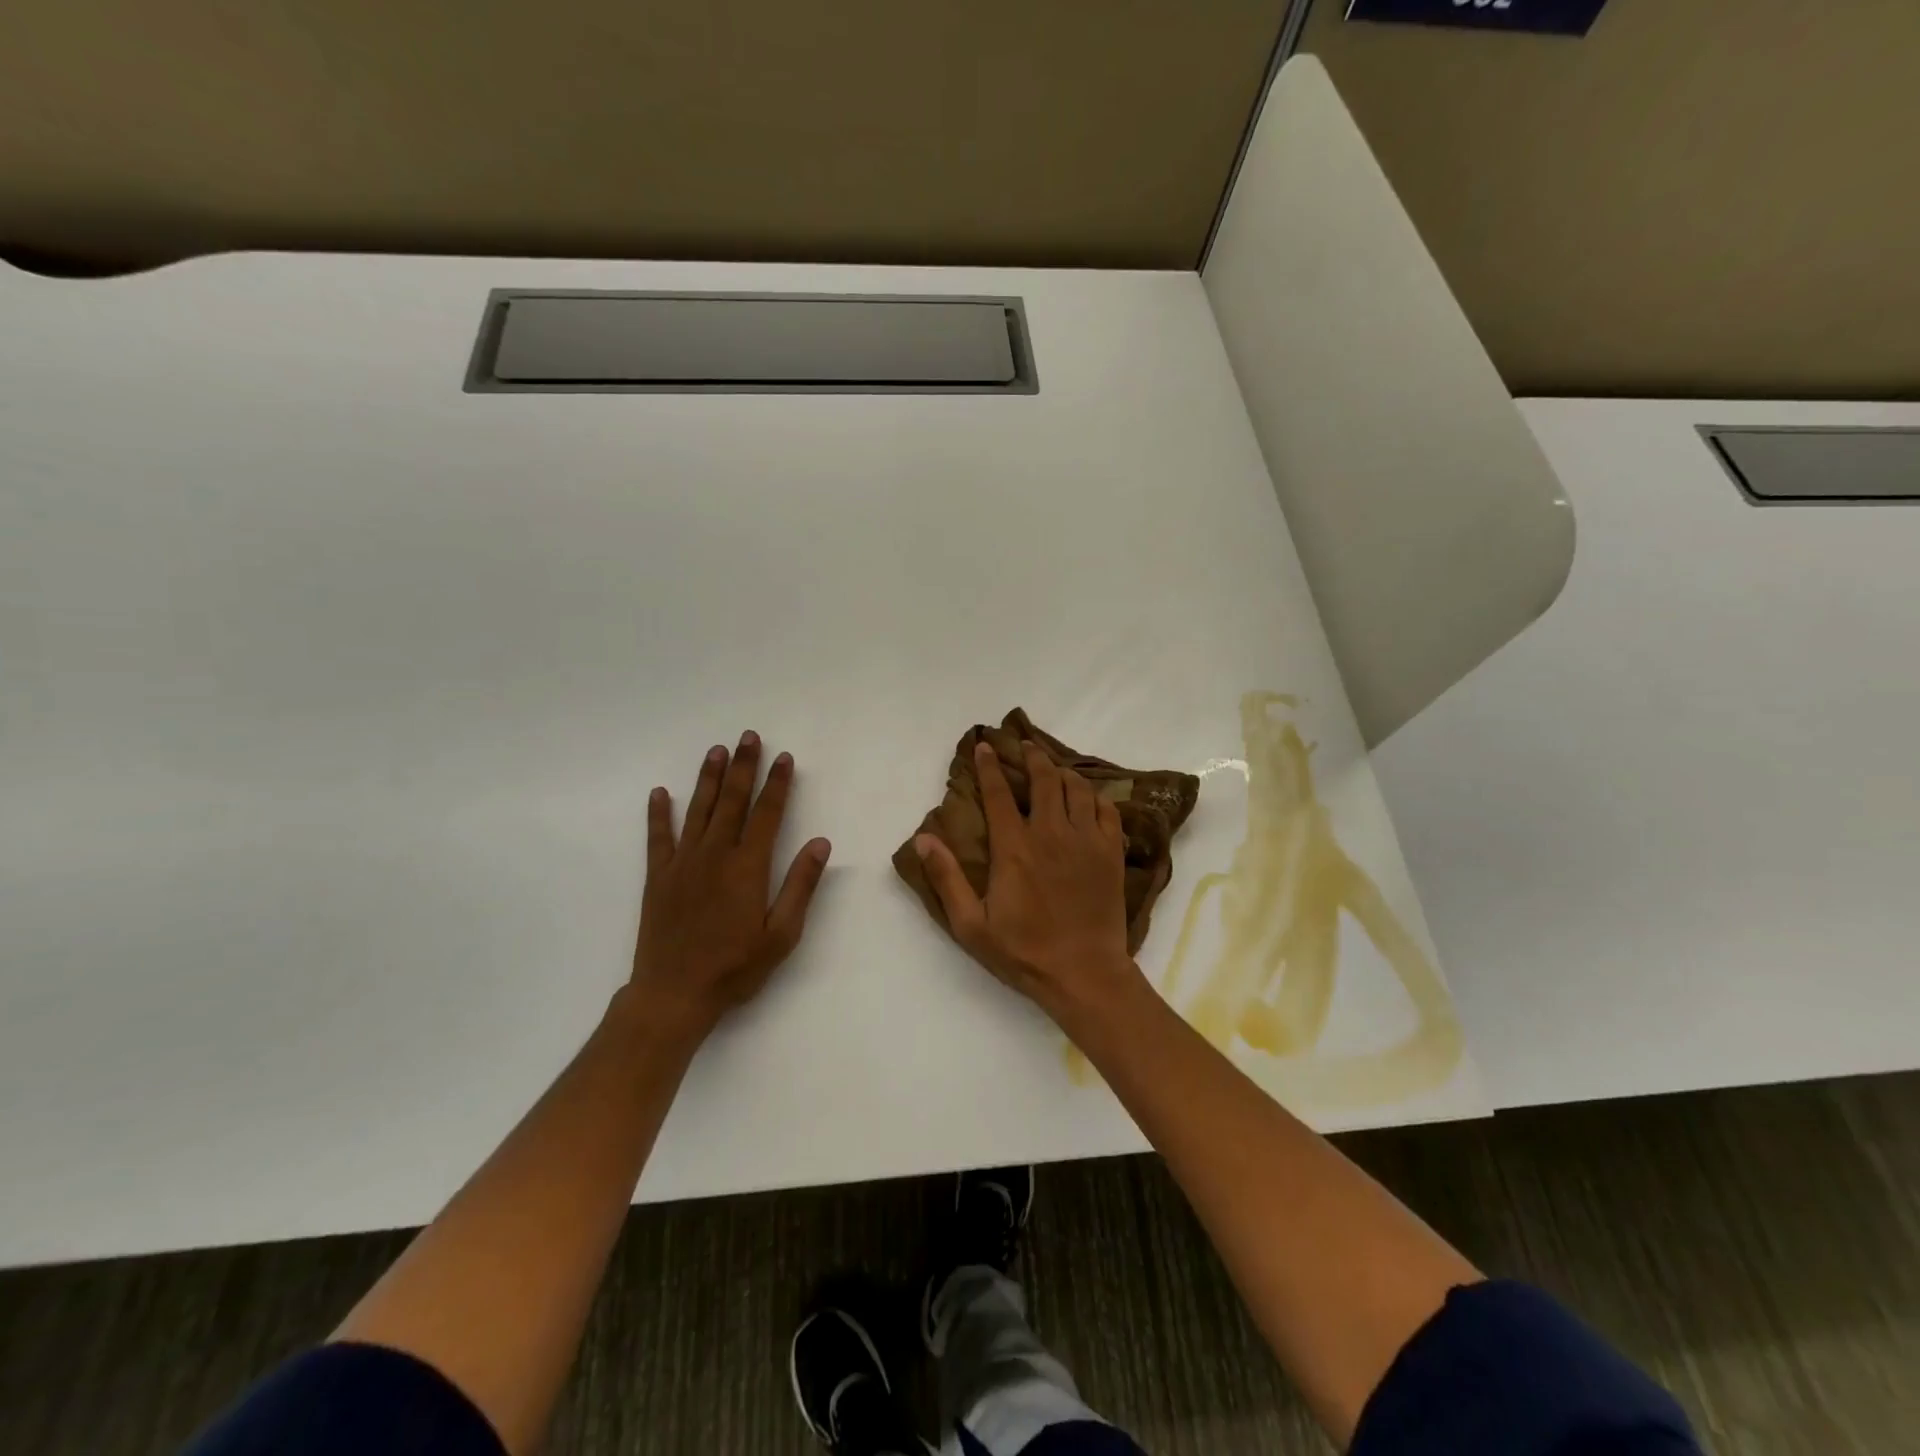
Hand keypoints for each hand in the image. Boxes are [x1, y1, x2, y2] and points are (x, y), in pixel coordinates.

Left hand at [628, 732, 831, 1040]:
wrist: (674, 994)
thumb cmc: (735, 967)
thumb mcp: (781, 934)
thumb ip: (801, 885)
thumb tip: (821, 842)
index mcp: (748, 867)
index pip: (767, 814)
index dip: (777, 784)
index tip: (784, 758)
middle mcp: (715, 855)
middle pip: (732, 801)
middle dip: (743, 767)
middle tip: (748, 736)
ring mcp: (683, 863)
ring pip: (698, 810)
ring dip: (708, 778)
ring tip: (716, 750)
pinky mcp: (659, 877)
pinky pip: (658, 837)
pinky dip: (659, 814)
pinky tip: (660, 793)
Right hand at [916, 740, 1141, 1015]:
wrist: (1085, 973)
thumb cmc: (1023, 952)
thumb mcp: (971, 924)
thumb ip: (946, 878)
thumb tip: (924, 838)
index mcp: (1015, 847)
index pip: (999, 793)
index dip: (989, 766)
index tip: (985, 746)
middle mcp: (1052, 833)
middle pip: (1044, 779)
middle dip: (1032, 756)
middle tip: (1025, 745)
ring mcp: (1086, 840)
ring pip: (1077, 788)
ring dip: (1063, 773)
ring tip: (1054, 769)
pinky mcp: (1112, 853)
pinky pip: (1108, 809)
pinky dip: (1096, 797)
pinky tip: (1088, 798)